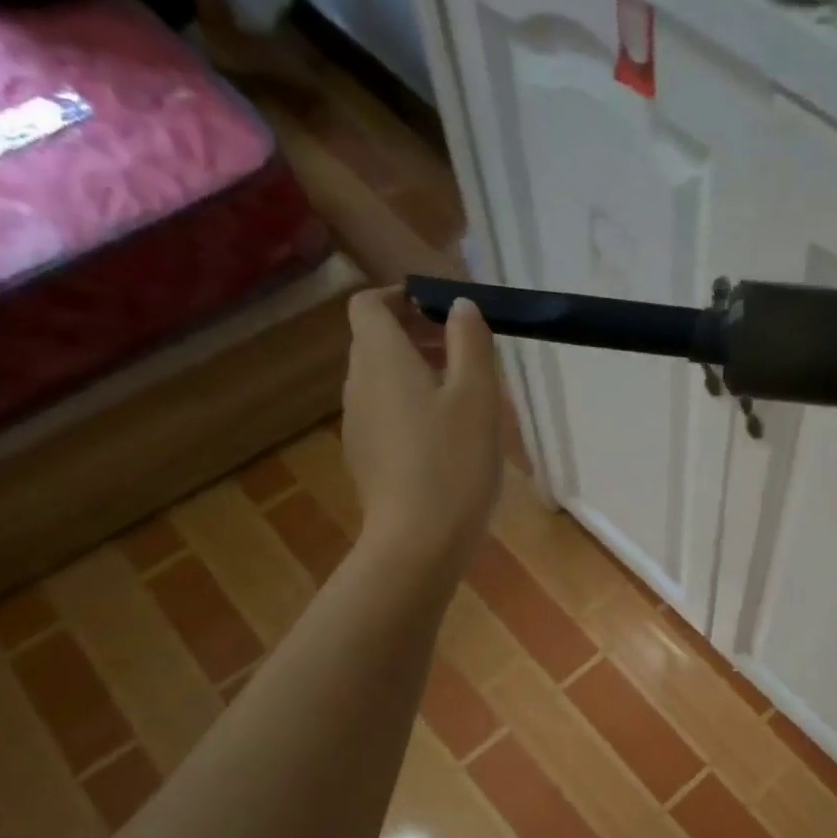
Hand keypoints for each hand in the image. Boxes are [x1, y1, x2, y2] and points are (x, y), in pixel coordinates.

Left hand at [340, 288, 502, 583]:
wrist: (419, 541)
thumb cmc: (454, 461)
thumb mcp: (477, 396)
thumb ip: (470, 342)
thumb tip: (460, 306)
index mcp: (381, 359)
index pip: (370, 304)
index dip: (402, 297)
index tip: (443, 311)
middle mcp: (358, 384)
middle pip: (375, 341)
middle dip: (417, 335)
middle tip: (465, 351)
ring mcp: (358, 424)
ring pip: (382, 380)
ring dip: (417, 372)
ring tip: (465, 395)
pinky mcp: (366, 457)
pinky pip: (386, 413)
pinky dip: (412, 405)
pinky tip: (447, 437)